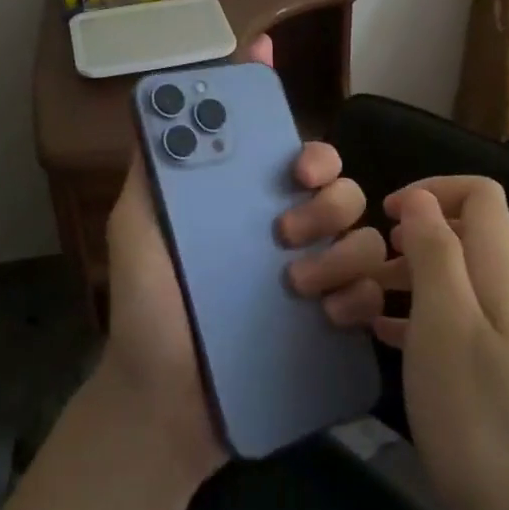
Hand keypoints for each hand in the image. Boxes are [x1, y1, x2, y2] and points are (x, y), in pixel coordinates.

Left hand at [92, 36, 374, 488]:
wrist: (161, 403)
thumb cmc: (148, 307)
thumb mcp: (137, 227)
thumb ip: (152, 169)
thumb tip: (160, 106)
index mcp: (253, 204)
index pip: (301, 158)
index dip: (313, 152)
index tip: (298, 167)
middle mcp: (292, 233)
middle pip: (344, 190)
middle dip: (327, 202)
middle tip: (284, 231)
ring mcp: (317, 279)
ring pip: (366, 238)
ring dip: (341, 252)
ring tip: (297, 284)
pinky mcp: (332, 326)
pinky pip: (371, 295)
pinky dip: (358, 298)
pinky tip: (327, 315)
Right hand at [318, 175, 508, 509]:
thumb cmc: (479, 413)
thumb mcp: (444, 320)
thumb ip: (434, 249)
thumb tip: (421, 199)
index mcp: (503, 270)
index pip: (481, 194)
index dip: (433, 188)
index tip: (385, 213)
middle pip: (469, 232)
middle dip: (417, 231)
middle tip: (371, 257)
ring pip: (458, 278)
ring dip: (412, 275)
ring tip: (364, 298)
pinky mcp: (501, 374)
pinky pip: (456, 320)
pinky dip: (419, 314)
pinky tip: (385, 337)